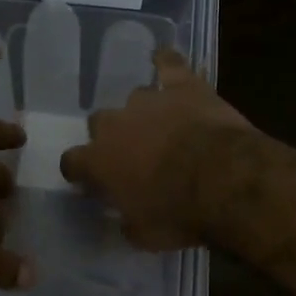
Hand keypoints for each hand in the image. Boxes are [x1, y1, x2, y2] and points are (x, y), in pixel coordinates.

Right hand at [59, 48, 255, 249]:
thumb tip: (125, 220)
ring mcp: (147, 100)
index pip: (72, 162)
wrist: (222, 180)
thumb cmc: (178, 214)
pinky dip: (166, 62)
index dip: (81, 171)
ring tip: (162, 125)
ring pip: (134, 98)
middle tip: (133, 154)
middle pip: (99, 122)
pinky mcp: (181, 85)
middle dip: (113, 136)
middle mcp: (114, 125)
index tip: (90, 181)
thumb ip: (128, 223)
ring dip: (144, 112)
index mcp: (98, 162)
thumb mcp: (145, 236)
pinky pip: (169, 64)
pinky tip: (165, 59)